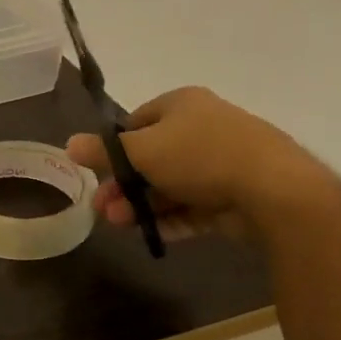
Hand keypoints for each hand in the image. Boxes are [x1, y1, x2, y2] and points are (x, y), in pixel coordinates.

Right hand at [65, 87, 332, 243]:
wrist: (271, 189)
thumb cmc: (198, 156)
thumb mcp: (141, 150)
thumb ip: (104, 151)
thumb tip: (69, 144)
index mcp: (182, 105)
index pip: (138, 121)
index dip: (115, 147)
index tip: (98, 172)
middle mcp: (203, 128)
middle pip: (152, 158)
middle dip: (124, 185)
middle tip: (102, 208)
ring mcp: (221, 163)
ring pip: (171, 185)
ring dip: (142, 205)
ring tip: (120, 225)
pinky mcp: (233, 195)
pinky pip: (194, 207)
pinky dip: (171, 219)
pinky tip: (150, 234)